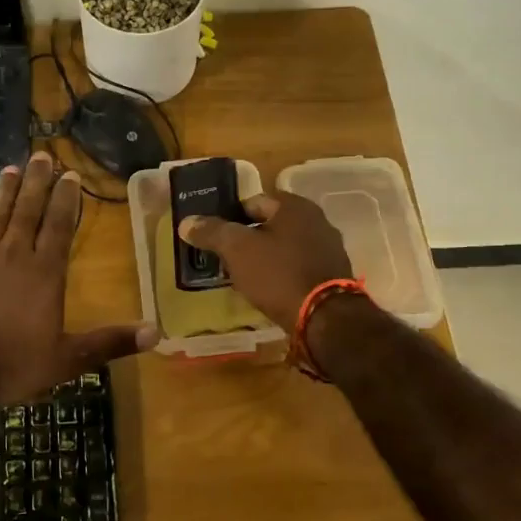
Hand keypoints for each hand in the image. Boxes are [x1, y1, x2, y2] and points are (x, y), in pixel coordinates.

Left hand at [0, 151, 157, 404]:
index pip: (58, 226)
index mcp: (44, 273)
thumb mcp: (66, 360)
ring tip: (12, 168)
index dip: (66, 199)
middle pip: (27, 211)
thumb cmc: (9, 363)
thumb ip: (109, 342)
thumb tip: (156, 332)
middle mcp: (12, 255)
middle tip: (42, 155)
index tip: (70, 174)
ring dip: (5, 191)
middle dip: (37, 182)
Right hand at [178, 191, 351, 333]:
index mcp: (295, 206)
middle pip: (270, 225)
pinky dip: (281, 274)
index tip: (213, 236)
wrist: (325, 319)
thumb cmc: (278, 275)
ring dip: (264, 258)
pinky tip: (267, 291)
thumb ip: (212, 232)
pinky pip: (297, 267)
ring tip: (242, 276)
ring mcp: (328, 249)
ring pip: (284, 247)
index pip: (252, 201)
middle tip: (224, 258)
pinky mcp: (333, 276)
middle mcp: (317, 221)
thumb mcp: (237, 250)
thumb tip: (187, 222)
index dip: (229, 216)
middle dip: (247, 239)